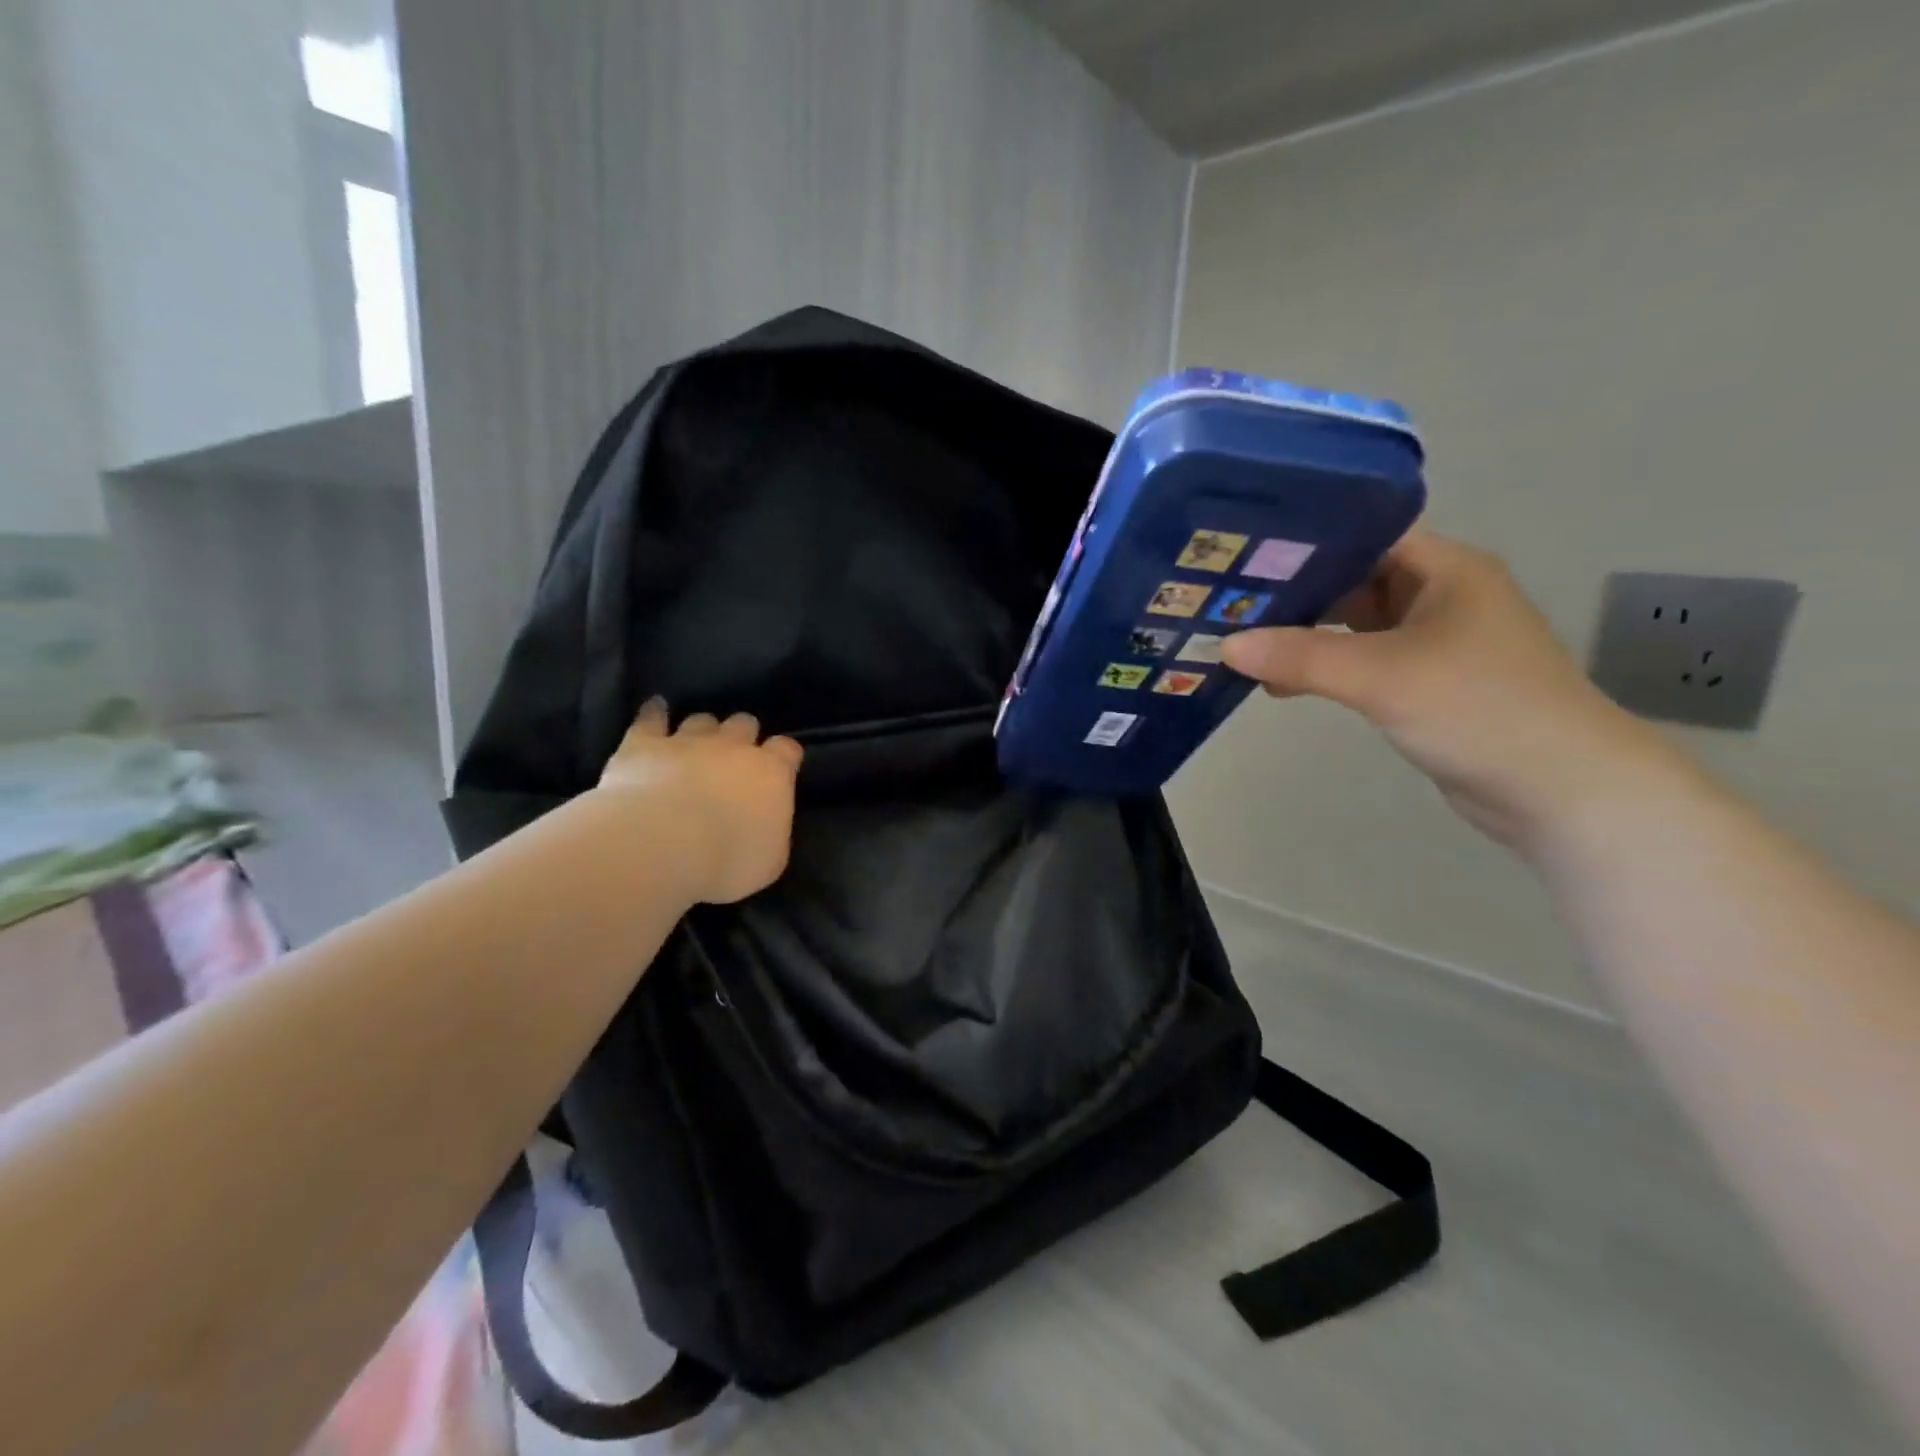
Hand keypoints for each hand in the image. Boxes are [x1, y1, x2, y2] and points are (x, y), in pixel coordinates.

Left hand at [594, 699, 803, 902]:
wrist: (659, 846)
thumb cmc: (726, 861)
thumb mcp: (770, 860)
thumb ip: (772, 832)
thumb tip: (767, 823)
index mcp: (771, 773)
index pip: (787, 750)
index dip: (783, 756)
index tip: (780, 767)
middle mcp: (732, 747)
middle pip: (744, 724)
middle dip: (742, 736)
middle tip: (734, 757)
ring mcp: (687, 741)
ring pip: (702, 720)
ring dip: (703, 730)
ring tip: (697, 742)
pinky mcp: (644, 744)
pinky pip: (651, 718)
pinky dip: (654, 713)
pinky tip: (656, 708)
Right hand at [1220, 533, 1680, 854]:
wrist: (1560, 790)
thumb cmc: (1479, 708)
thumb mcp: (1382, 675)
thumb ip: (1302, 656)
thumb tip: (1227, 646)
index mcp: (1445, 569)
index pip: (1363, 535)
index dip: (1305, 542)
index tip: (1242, 555)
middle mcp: (1440, 595)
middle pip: (1353, 579)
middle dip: (1294, 593)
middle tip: (1227, 602)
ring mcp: (1434, 641)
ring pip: (1354, 624)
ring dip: (1305, 635)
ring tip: (1242, 643)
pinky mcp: (1426, 683)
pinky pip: (1362, 662)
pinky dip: (1324, 668)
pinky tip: (1281, 685)